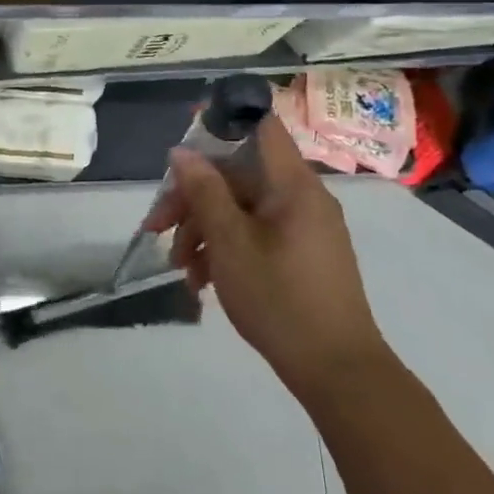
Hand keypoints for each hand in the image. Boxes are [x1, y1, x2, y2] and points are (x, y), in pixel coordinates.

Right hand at [147, 116, 382, 393]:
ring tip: (181, 269)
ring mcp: (305, 228)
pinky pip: (257, 234)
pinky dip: (228, 249)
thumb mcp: (230, 243)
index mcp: (293, 185)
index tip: (185, 133)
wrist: (337, 372)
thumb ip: (204, 192)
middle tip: (156, 228)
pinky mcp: (302, 255)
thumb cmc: (279, 299)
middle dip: (194, 199)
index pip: (261, 127)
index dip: (223, 121)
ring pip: (243, 209)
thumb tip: (182, 151)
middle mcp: (303, 198)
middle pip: (239, 176)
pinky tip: (203, 283)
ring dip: (205, 230)